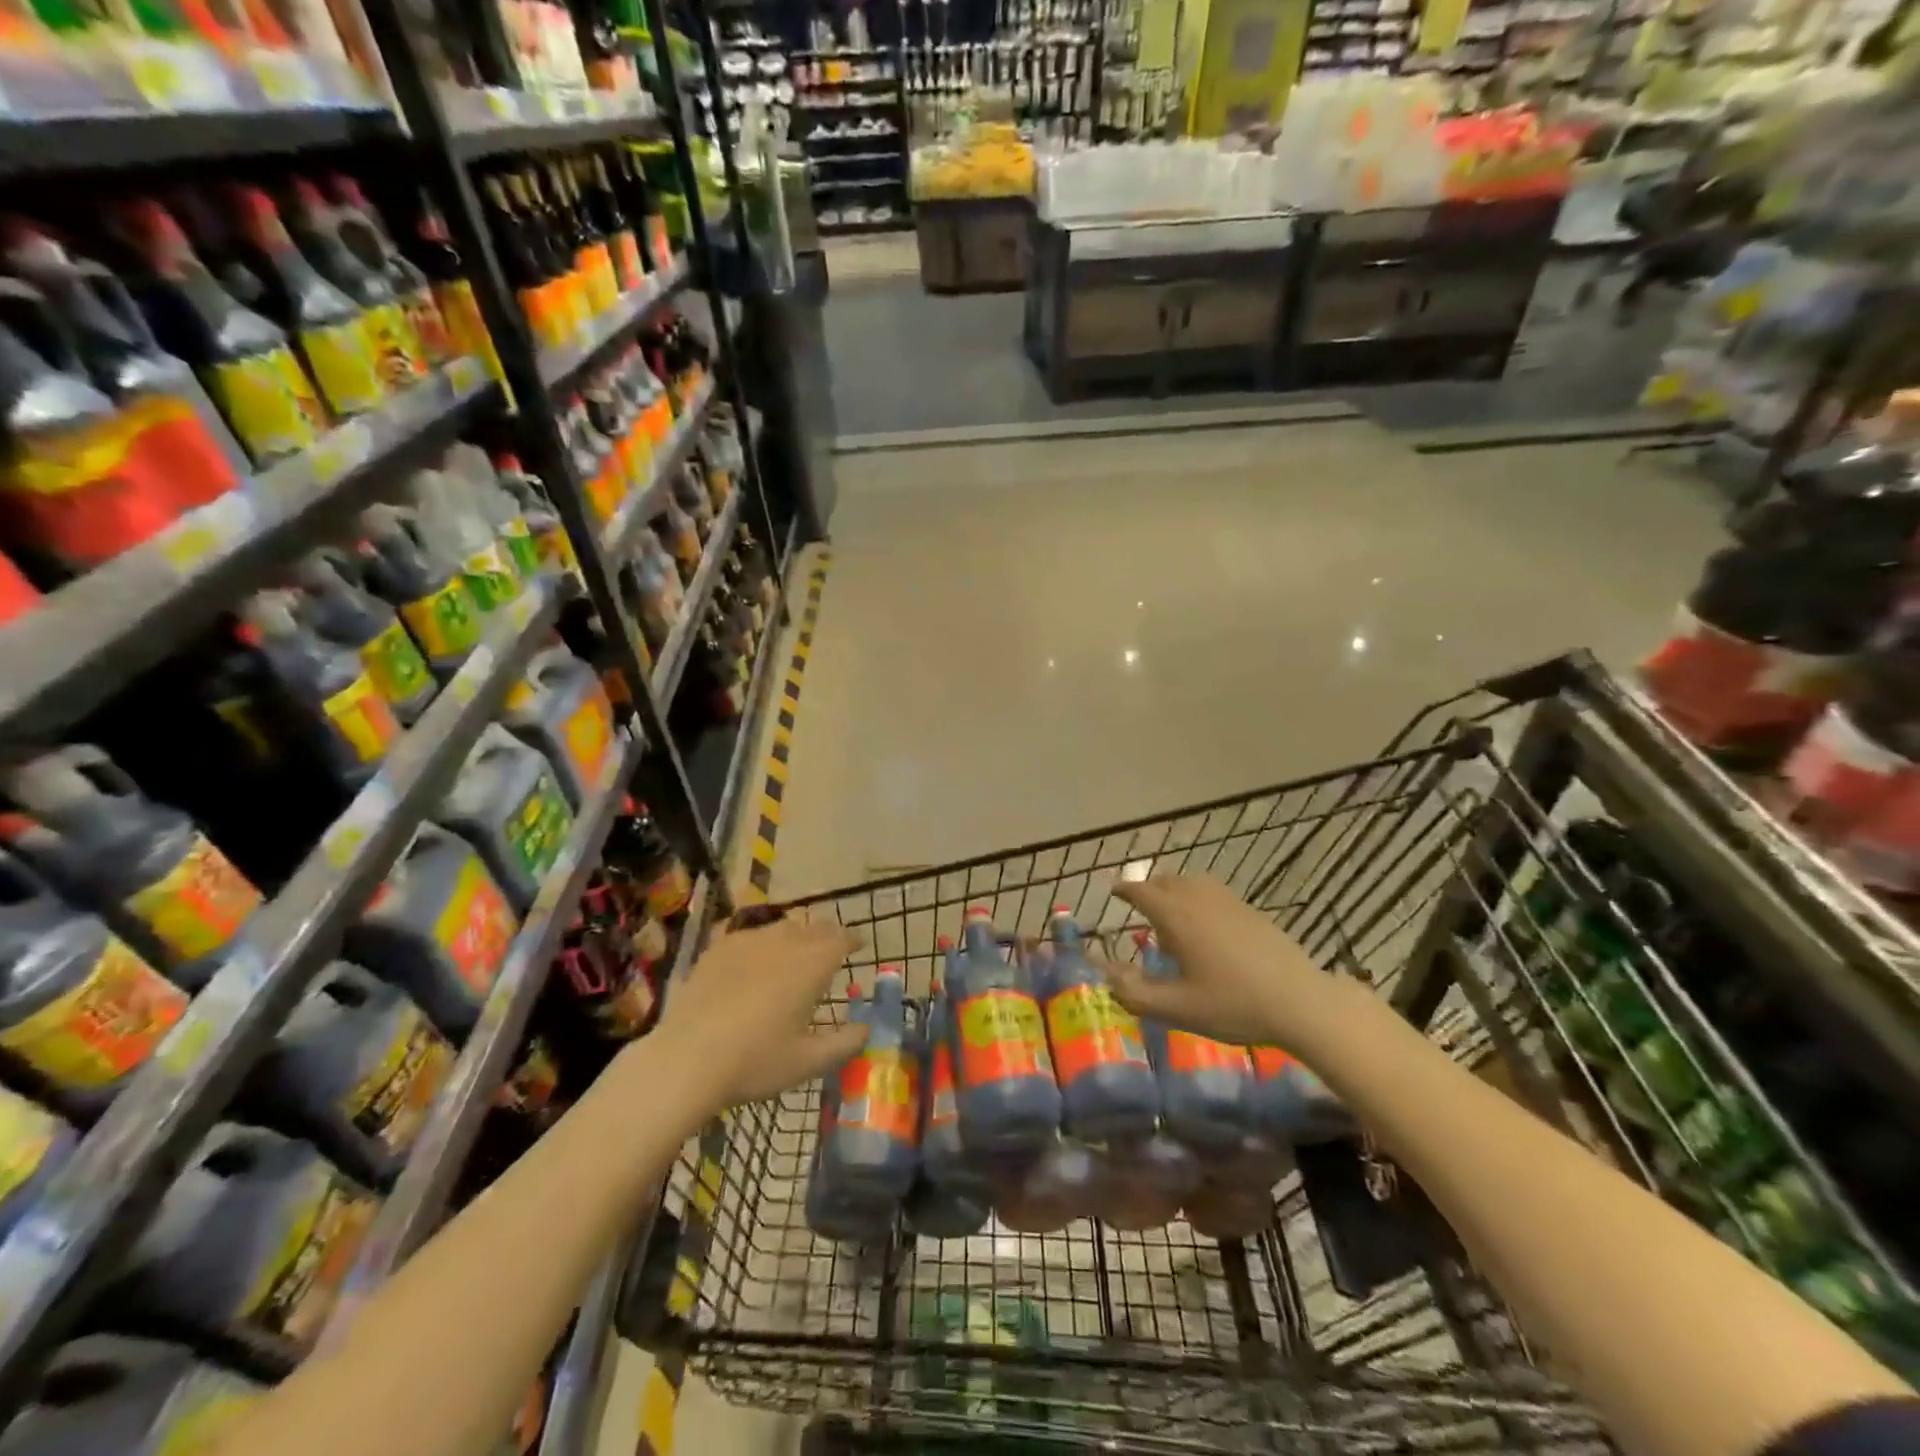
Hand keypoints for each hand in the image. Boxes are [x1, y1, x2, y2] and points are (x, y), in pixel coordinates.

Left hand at [654, 914, 868, 1108]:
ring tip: (794, 955)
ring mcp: (747, 941)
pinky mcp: (717, 949)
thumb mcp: (808, 1062)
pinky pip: (749, 935)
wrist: (686, 1059)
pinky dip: (761, 944)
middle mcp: (783, 942)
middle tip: (830, 952)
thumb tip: (867, 1028)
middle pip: (813, 928)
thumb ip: (845, 1043)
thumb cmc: (755, 1061)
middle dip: (827, 936)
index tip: (858, 947)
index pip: (841, 939)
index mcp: (811, 964)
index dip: (852, 941)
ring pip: (781, 928)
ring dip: (795, 937)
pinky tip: (753, 962)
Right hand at [1102, 875, 1338, 1049]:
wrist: (1301, 1002)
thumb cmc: (1234, 1005)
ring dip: (1174, 891)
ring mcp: (1229, 902)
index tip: (1114, 891)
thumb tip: (1107, 978)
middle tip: (1140, 910)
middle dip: (1149, 890)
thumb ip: (1137, 994)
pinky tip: (1207, 926)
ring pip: (1192, 882)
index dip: (1125, 890)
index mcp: (1177, 917)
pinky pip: (1214, 892)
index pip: (1142, 892)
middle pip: (1166, 881)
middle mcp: (1199, 900)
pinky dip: (1198, 898)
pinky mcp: (1251, 911)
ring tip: (1172, 916)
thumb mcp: (1179, 1009)